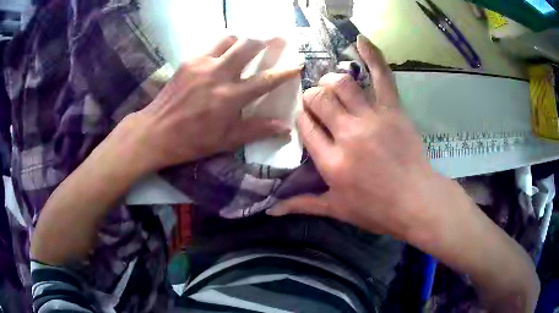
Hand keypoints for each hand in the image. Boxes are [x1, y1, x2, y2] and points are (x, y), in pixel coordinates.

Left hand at [128, 36, 300, 170]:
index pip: (265, 80)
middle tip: (278, 37)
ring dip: (243, 40)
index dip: (285, 71)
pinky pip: (211, 46)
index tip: (298, 64)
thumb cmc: (192, 140)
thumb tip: (285, 128)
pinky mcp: (188, 61)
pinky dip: (223, 47)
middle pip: (248, 45)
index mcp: (230, 97)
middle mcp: (219, 74)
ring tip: (249, 44)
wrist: (155, 131)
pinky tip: (223, 55)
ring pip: (230, 39)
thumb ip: (257, 130)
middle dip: (267, 39)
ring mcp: (202, 64)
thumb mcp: (226, 141)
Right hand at [268, 35, 442, 238]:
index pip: (304, 125)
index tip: (306, 120)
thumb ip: (302, 205)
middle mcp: (347, 134)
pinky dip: (372, 56)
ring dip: (330, 81)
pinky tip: (360, 40)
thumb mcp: (336, 210)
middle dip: (312, 97)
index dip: (301, 117)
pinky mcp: (393, 110)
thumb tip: (270, 210)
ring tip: (331, 85)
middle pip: (318, 100)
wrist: (417, 202)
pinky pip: (382, 76)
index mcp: (330, 161)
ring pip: (341, 84)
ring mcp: (371, 118)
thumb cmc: (376, 210)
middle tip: (318, 103)